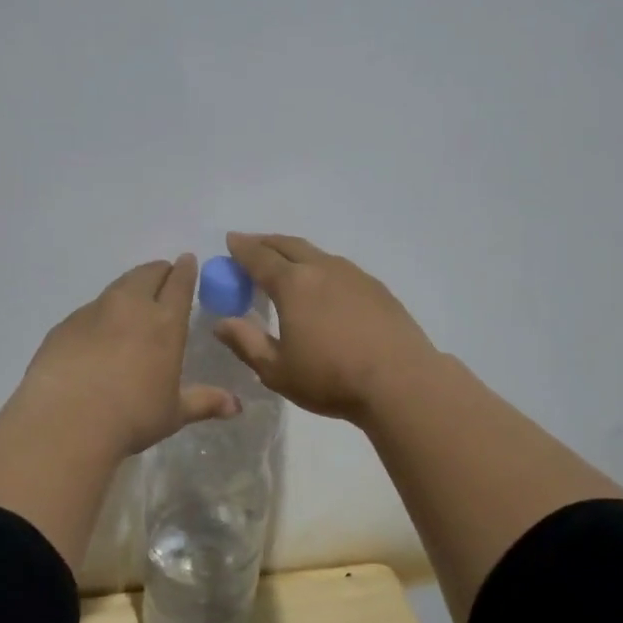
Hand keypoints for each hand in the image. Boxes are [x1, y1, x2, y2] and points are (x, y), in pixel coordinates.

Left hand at [16, 254, 240, 459]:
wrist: (66, 421)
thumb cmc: (131, 418)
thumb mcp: (173, 413)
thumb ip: (204, 402)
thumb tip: (236, 407)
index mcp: (165, 323)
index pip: (179, 283)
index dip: (185, 270)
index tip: (188, 261)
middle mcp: (131, 307)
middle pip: (147, 274)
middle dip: (159, 271)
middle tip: (163, 277)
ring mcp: (94, 312)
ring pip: (117, 286)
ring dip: (130, 287)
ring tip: (133, 300)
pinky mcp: (65, 325)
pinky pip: (90, 310)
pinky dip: (101, 313)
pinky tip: (98, 333)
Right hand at [216, 233, 438, 423]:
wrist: (401, 381)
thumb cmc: (331, 378)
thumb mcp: (277, 370)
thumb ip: (246, 343)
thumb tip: (222, 323)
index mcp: (293, 284)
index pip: (259, 258)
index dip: (242, 248)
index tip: (230, 241)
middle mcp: (322, 269)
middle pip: (289, 245)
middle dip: (266, 242)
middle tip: (252, 245)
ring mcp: (354, 275)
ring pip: (317, 254)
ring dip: (295, 252)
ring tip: (286, 263)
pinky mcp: (377, 288)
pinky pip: (339, 268)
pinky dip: (321, 267)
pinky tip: (324, 284)